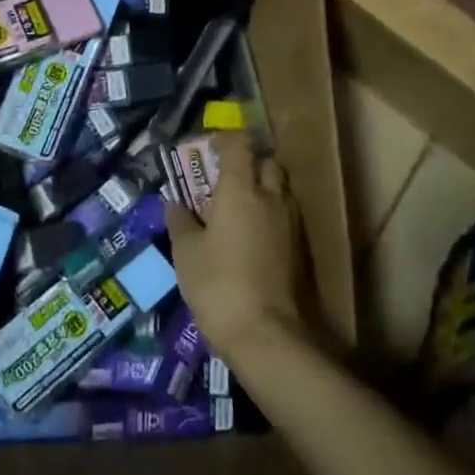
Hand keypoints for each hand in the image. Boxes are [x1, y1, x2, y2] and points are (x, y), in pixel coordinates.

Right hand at [163, 132, 307, 362]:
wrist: (266, 334)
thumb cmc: (217, 284)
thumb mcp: (185, 252)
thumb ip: (180, 221)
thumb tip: (174, 204)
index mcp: (240, 190)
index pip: (239, 145)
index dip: (224, 140)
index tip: (208, 147)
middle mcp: (270, 198)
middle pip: (267, 162)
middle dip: (249, 163)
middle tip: (226, 178)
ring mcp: (290, 223)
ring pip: (280, 189)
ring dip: (263, 189)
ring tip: (238, 208)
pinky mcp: (300, 249)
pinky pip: (286, 216)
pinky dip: (271, 215)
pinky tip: (252, 236)